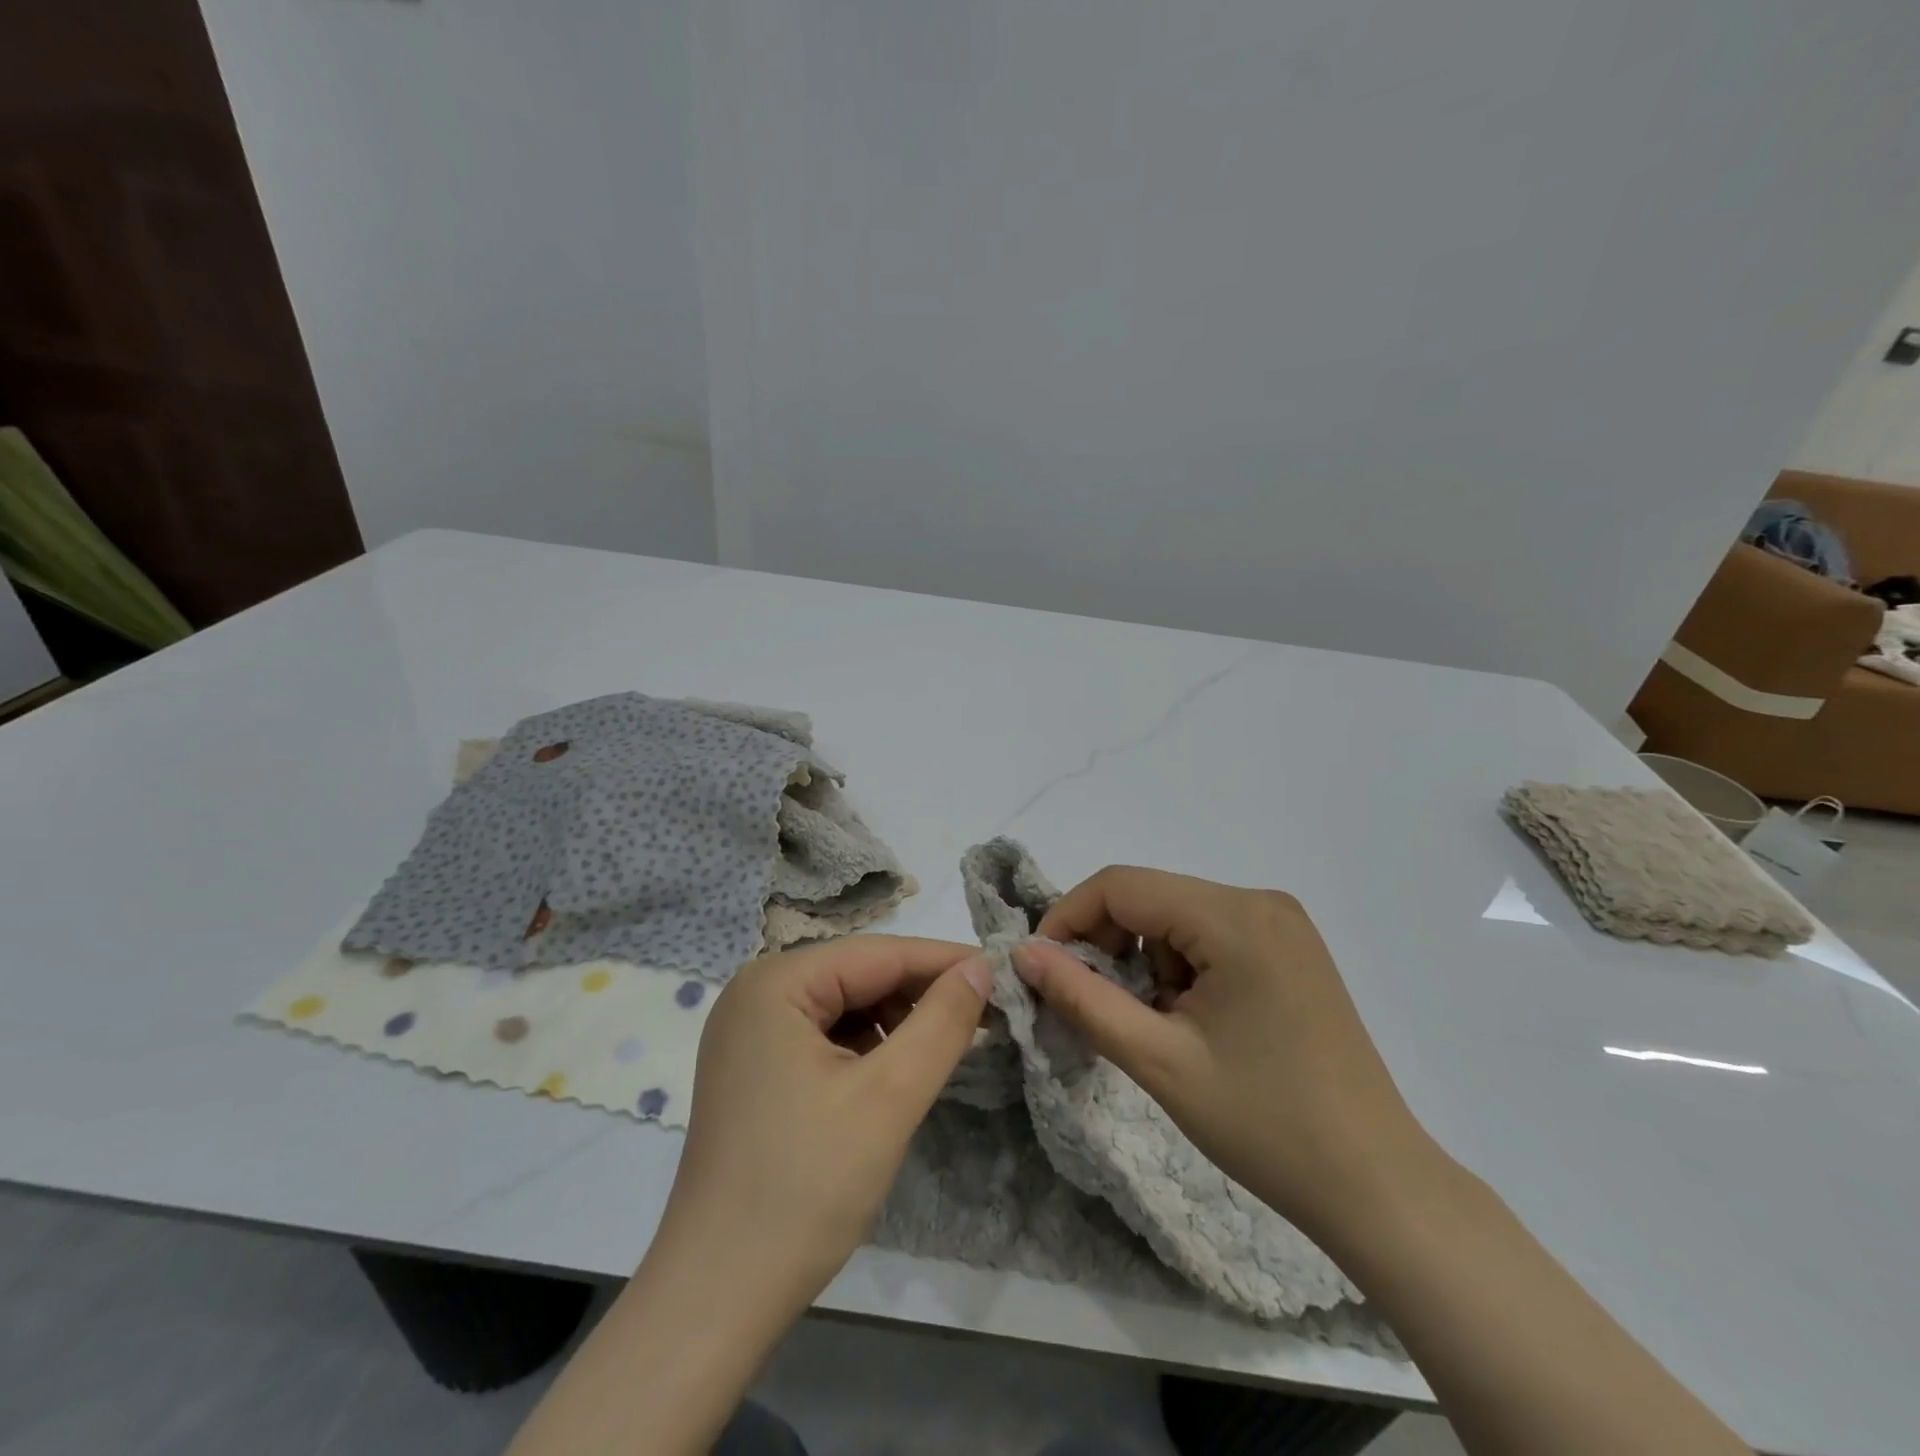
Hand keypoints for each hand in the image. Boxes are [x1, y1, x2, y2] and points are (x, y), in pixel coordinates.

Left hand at [658, 935, 991, 1312]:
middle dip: (920, 996)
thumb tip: (982, 966)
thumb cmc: (805, 1187)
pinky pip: (824, 1037)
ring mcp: (749, 1032)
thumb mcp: (889, 1096)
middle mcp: (756, 992)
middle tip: (986, 1017)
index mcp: (775, 982)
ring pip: (845, 1007)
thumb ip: (942, 1022)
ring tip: (943, 1051)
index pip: (879, 954)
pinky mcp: (754, 1068)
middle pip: (859, 976)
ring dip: (896, 1024)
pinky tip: (894, 1075)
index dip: (945, 962)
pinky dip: (866, 1049)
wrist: (717, 1298)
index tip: (1003, 973)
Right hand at [1013, 867, 1432, 1242]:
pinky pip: (1209, 935)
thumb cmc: (1265, 1125)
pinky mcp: (1290, 948)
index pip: (1122, 885)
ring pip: (1176, 917)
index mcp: (1234, 917)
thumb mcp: (1158, 1061)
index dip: (1068, 918)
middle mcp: (1260, 901)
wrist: (1376, 1185)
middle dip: (1108, 945)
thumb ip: (1082, 998)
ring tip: (1157, 1028)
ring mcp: (1282, 923)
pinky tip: (1193, 1022)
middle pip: (1151, 897)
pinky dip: (1181, 968)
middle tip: (1094, 1006)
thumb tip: (1022, 954)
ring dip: (1146, 962)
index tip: (1042, 969)